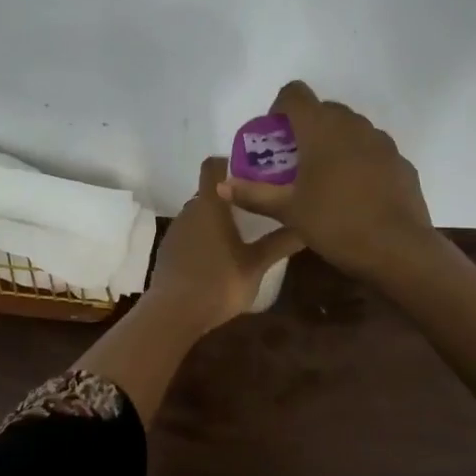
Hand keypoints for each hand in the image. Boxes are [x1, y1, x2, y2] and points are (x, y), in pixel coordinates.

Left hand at [145, 157, 305, 334]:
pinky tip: (221, 256)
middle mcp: (189, 210)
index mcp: (209, 204)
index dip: (229, 162)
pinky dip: (205, 236)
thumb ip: (280, 243)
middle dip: (231, 195)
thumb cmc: (218, 282)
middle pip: (209, 192)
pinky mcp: (169, 251)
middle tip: (258, 204)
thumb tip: (306, 227)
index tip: (252, 171)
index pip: (212, 166)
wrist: (173, 314)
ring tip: (243, 231)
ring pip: (200, 214)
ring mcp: (176, 231)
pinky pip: (190, 233)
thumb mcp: (256, 265)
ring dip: (218, 218)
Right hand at [219, 81, 434, 279]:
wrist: (400, 250)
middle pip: (323, 109)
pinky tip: (355, 193)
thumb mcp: (288, 211)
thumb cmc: (336, 223)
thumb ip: (253, 194)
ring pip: (351, 128)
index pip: (295, 94)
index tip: (275, 136)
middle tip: (294, 160)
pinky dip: (359, 160)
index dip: (280, 107)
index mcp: (321, 129)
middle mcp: (353, 125)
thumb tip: (221, 185)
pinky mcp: (401, 162)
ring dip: (334, 142)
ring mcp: (382, 142)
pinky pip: (372, 150)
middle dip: (306, 127)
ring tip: (324, 177)